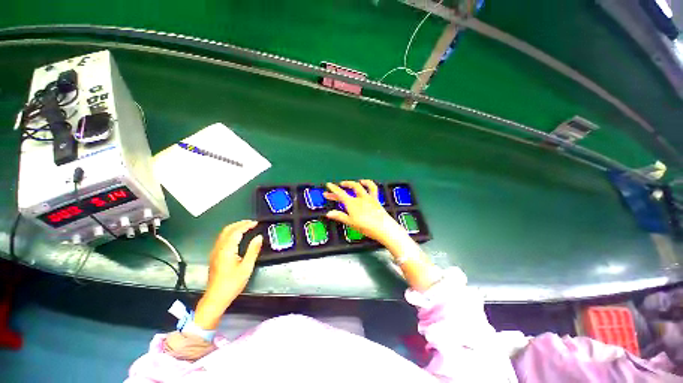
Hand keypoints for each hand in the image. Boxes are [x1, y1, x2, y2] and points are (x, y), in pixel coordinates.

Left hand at [195, 220, 262, 329]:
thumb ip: (253, 250)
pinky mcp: (214, 256)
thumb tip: (259, 237)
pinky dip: (231, 233)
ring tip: (246, 227)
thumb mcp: (246, 267)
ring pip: (223, 234)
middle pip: (227, 230)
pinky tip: (237, 236)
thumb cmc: (232, 283)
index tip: (256, 223)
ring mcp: (215, 252)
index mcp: (226, 250)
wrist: (215, 298)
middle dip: (239, 223)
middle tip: (251, 222)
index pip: (236, 231)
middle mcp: (219, 248)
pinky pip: (222, 239)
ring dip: (235, 227)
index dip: (246, 225)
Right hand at [324, 180, 405, 245]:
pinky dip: (368, 183)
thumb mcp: (351, 223)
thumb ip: (340, 216)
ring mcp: (368, 197)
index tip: (328, 184)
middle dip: (340, 187)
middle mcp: (359, 198)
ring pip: (359, 186)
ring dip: (352, 183)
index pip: (340, 194)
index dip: (333, 188)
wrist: (384, 228)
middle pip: (348, 189)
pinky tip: (364, 181)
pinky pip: (372, 188)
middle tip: (334, 188)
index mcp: (352, 203)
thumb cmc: (366, 227)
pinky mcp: (375, 199)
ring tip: (346, 183)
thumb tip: (328, 213)